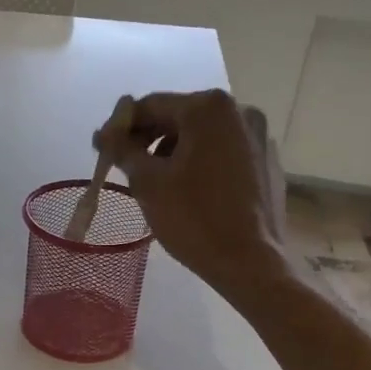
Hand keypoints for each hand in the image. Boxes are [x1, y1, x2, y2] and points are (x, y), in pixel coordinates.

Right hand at [93, 89, 290, 296]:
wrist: (251, 264)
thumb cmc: (194, 219)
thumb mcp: (148, 183)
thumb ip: (123, 150)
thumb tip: (105, 134)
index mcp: (209, 108)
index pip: (151, 105)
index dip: (122, 127)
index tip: (103, 149)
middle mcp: (240, 111)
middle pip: (180, 117)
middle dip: (149, 139)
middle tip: (126, 167)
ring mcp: (259, 136)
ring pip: (203, 135)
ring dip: (174, 152)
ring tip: (157, 183)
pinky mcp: (267, 162)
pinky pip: (224, 153)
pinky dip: (201, 163)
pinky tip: (190, 192)